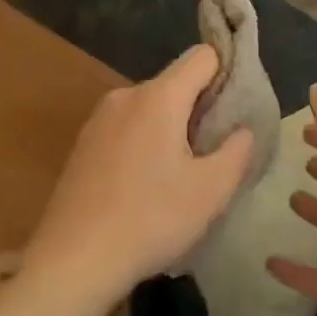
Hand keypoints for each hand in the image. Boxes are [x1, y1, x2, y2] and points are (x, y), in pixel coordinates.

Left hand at [22, 46, 254, 309]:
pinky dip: (146, 144)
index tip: (238, 110)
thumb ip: (238, 150)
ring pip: (151, 108)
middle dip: (201, 109)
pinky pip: (127, 128)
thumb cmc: (151, 219)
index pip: (203, 56)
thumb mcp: (212, 190)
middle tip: (215, 153)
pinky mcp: (83, 145)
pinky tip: (147, 186)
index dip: (227, 73)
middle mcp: (125, 96)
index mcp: (158, 97)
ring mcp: (98, 120)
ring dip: (172, 129)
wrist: (74, 259)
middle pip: (176, 83)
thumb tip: (242, 129)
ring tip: (182, 176)